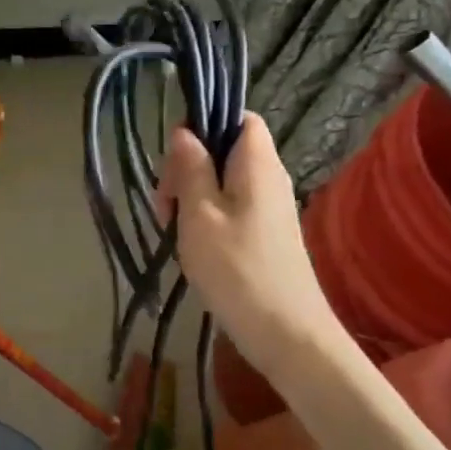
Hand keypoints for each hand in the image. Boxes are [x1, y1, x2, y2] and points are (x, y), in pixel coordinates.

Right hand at [156, 114, 339, 373]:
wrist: (284, 332)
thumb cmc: (236, 268)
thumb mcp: (199, 214)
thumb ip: (191, 168)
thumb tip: (183, 131)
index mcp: (258, 164)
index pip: (240, 117)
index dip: (206, 124)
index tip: (175, 155)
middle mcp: (269, 178)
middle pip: (225, 149)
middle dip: (188, 166)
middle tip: (165, 202)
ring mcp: (269, 207)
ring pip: (223, 180)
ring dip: (192, 195)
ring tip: (172, 227)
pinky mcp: (264, 233)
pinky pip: (230, 206)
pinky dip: (205, 216)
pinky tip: (190, 243)